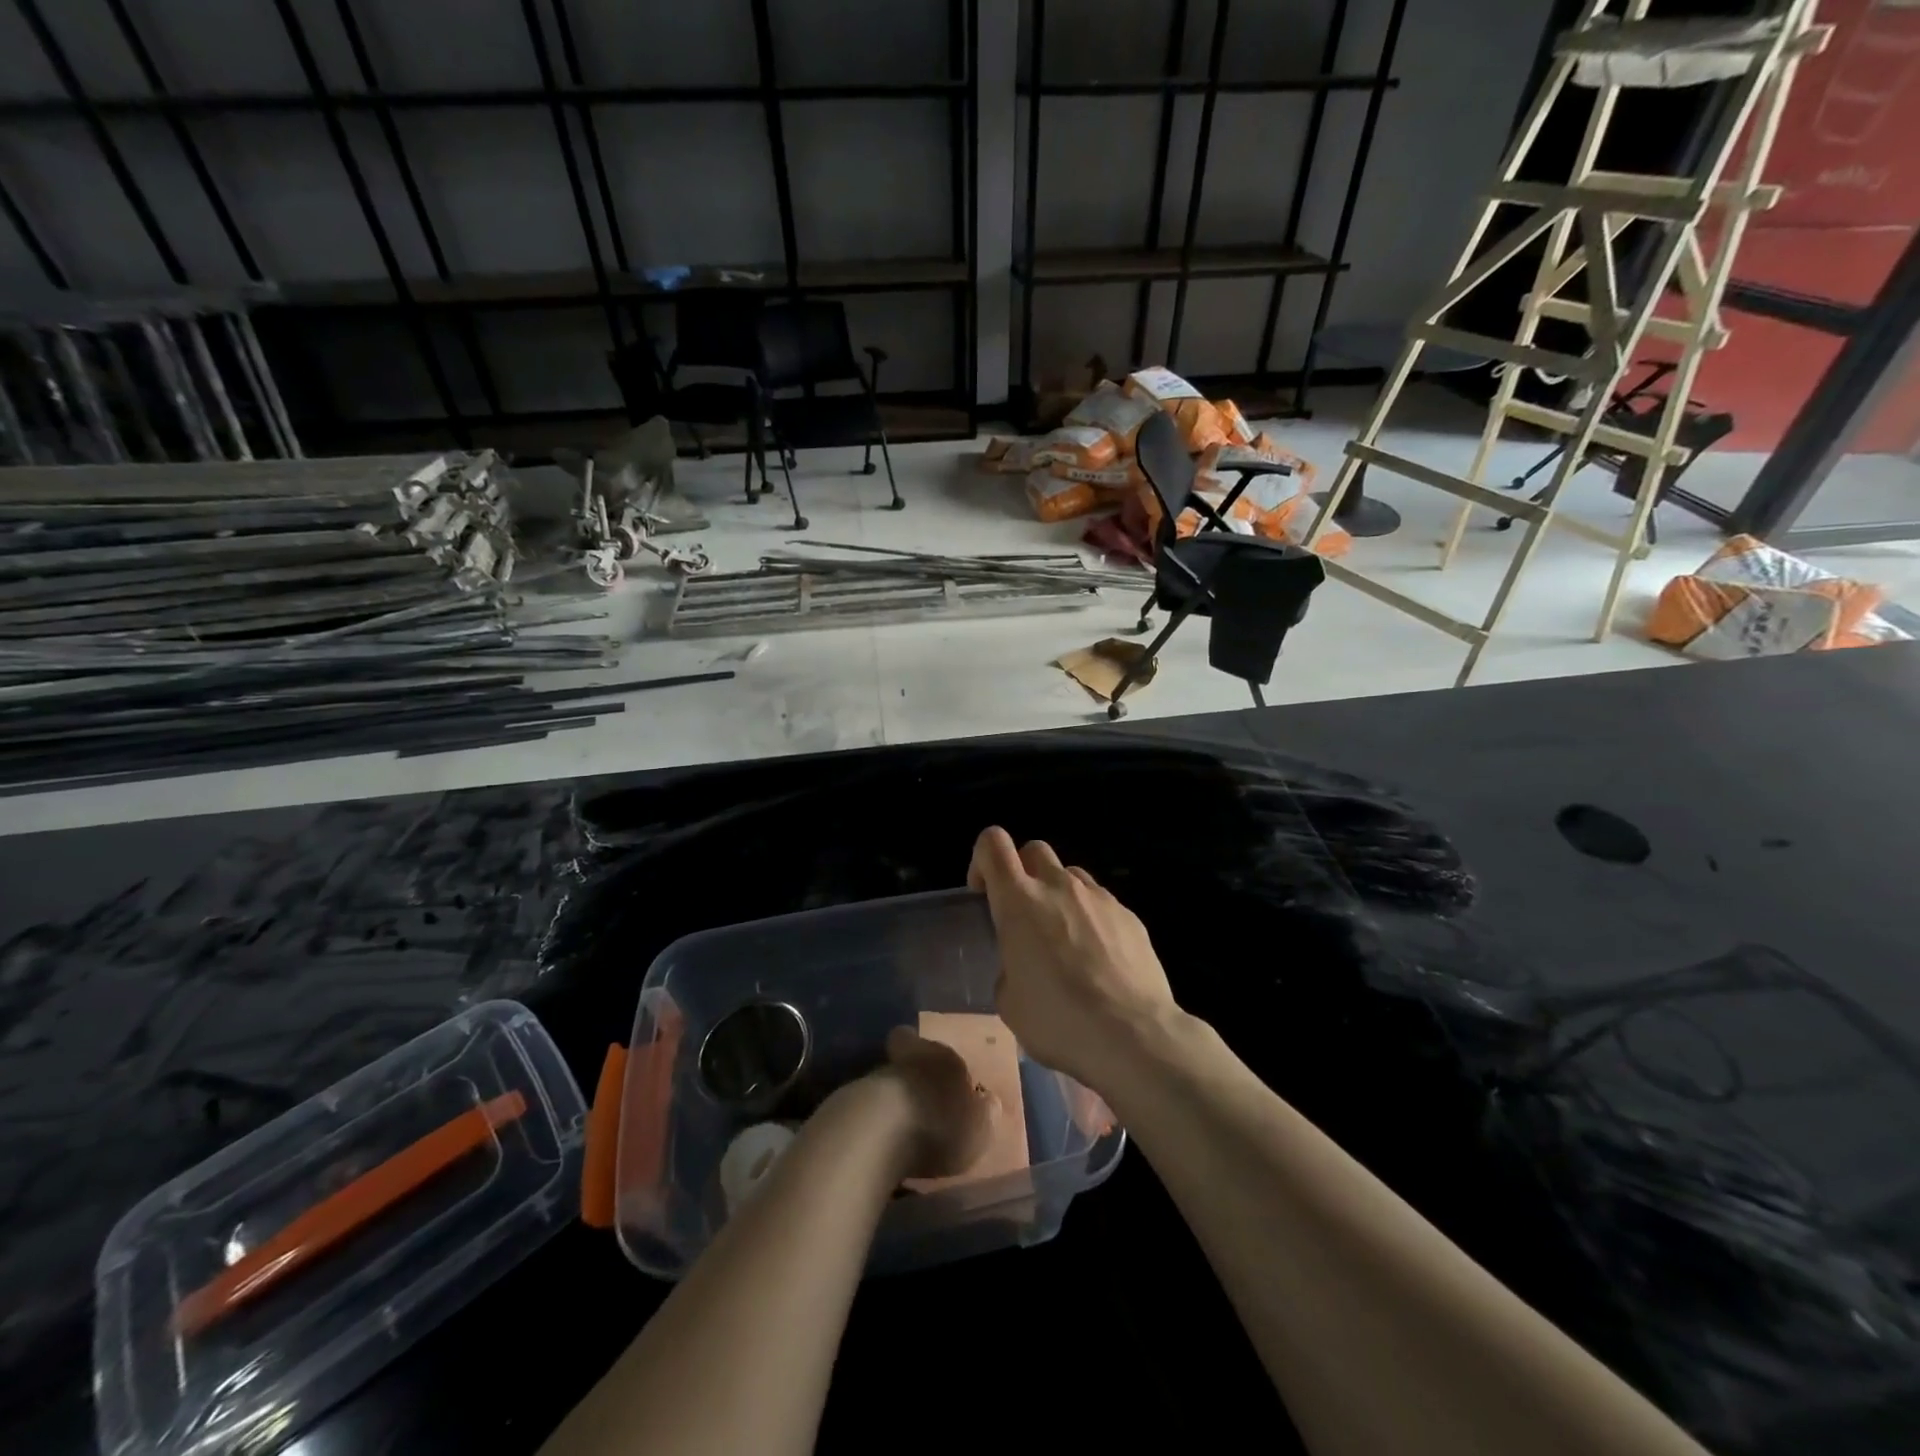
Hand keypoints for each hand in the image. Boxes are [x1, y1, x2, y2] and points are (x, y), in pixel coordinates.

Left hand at [870, 1027, 997, 1181]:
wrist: (876, 1131)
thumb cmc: (939, 1126)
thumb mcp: (978, 1130)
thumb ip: (986, 1116)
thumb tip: (991, 1102)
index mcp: (946, 1058)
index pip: (942, 1051)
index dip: (940, 1063)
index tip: (943, 1082)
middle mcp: (910, 1057)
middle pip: (910, 1058)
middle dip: (913, 1076)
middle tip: (920, 1103)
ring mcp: (876, 1075)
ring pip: (887, 1081)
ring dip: (892, 1101)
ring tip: (899, 1130)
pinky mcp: (850, 1098)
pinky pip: (867, 1105)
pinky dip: (873, 1120)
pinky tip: (879, 1142)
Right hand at [967, 826, 1179, 1091]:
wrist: (1134, 1035)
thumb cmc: (1059, 1020)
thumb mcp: (1010, 1003)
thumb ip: (1008, 968)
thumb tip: (1021, 966)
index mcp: (1018, 902)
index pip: (993, 844)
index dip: (982, 860)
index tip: (984, 893)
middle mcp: (1058, 886)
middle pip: (1034, 849)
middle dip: (1023, 872)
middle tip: (1023, 914)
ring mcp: (1098, 897)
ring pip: (1070, 873)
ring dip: (1059, 893)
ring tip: (1064, 937)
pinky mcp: (1129, 914)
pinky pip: (1100, 902)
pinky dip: (1091, 918)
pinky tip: (1099, 958)